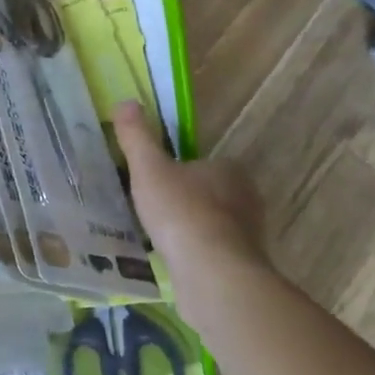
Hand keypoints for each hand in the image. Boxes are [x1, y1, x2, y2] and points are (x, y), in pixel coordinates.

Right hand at [114, 101, 264, 269]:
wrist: (212, 272)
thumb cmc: (181, 211)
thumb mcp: (148, 168)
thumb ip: (137, 137)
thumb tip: (125, 102)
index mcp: (228, 169)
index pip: (202, 162)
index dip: (178, 170)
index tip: (155, 182)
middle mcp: (246, 197)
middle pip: (210, 192)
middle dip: (186, 199)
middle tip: (153, 208)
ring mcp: (249, 233)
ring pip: (213, 222)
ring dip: (191, 227)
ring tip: (160, 236)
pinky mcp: (244, 264)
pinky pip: (214, 251)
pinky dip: (197, 253)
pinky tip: (174, 259)